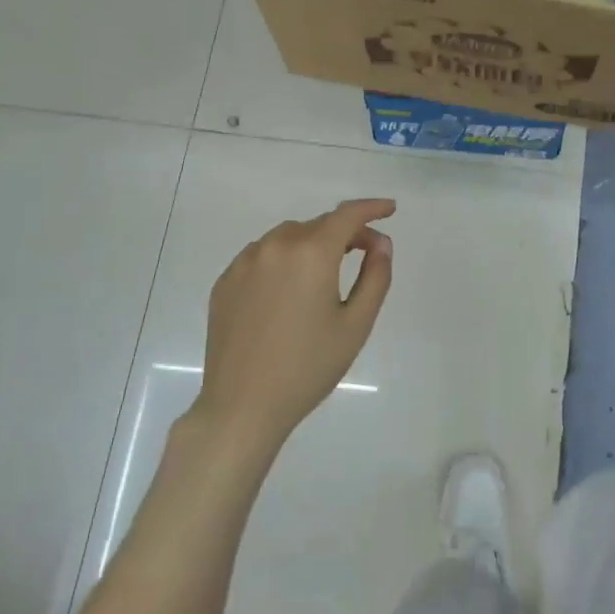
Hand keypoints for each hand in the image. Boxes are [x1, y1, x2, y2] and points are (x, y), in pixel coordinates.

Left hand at [192, 199, 394, 450]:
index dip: (372, 208)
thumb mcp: (356, 324)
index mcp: (311, 254)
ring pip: (288, 237)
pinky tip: (289, 292)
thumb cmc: (309, 367)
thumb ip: (375, 276)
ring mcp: (244, 263)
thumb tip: (381, 244)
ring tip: (325, 275)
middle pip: (318, 225)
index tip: (389, 210)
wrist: (243, 405)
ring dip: (312, 245)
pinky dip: (283, 260)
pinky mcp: (225, 282)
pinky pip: (262, 256)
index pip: (347, 215)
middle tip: (366, 255)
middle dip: (345, 233)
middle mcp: (275, 246)